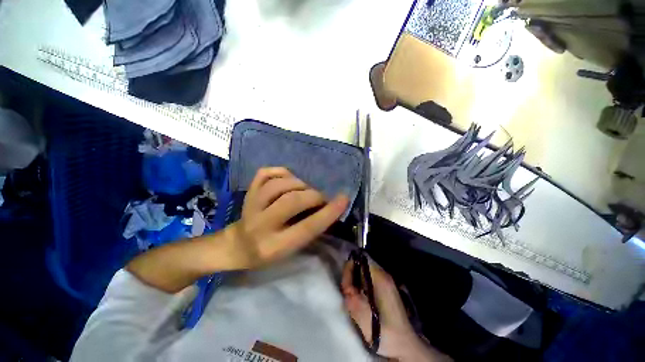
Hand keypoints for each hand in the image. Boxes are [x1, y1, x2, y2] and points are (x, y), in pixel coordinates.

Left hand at [226, 167, 348, 269]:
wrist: (236, 245)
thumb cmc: (268, 252)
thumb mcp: (291, 250)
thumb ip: (309, 230)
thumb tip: (327, 208)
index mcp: (274, 246)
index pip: (307, 227)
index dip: (328, 213)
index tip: (344, 199)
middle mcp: (261, 225)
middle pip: (293, 201)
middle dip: (314, 196)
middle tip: (320, 199)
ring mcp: (251, 205)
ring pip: (279, 184)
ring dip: (300, 184)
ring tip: (304, 191)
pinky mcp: (248, 192)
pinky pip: (266, 173)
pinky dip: (282, 172)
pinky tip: (288, 180)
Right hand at [342, 261, 450, 360]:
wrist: (405, 346)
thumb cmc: (384, 331)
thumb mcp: (362, 315)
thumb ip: (351, 296)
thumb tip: (346, 285)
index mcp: (380, 278)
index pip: (361, 260)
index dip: (350, 268)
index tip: (345, 285)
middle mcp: (384, 275)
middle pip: (363, 265)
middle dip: (352, 276)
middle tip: (347, 291)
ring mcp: (387, 282)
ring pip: (366, 273)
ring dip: (357, 282)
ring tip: (352, 297)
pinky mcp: (388, 290)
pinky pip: (370, 281)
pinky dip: (362, 286)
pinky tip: (361, 299)